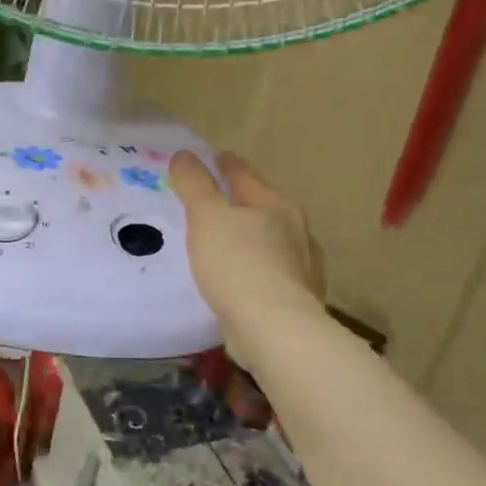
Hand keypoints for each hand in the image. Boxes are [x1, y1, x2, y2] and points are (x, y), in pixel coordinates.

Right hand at [169, 150, 323, 360]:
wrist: (274, 330)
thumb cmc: (238, 264)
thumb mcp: (207, 216)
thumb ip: (195, 184)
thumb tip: (184, 155)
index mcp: (277, 206)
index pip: (246, 176)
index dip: (228, 165)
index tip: (217, 155)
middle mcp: (296, 233)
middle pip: (262, 209)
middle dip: (241, 204)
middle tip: (215, 203)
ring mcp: (301, 269)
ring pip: (268, 245)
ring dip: (249, 241)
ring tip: (223, 244)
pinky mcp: (296, 301)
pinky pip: (268, 276)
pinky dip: (253, 272)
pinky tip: (238, 281)